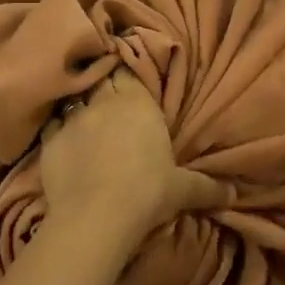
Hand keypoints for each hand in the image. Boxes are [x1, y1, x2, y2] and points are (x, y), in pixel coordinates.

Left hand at [39, 70, 228, 252]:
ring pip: (74, 96)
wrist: (96, 215)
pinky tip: (61, 136)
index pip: (128, 69)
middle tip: (107, 89)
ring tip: (84, 111)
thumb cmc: (147, 193)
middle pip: (101, 77)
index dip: (126, 70)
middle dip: (104, 80)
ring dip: (80, 100)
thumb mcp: (182, 190)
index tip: (127, 72)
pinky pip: (51, 122)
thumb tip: (234, 194)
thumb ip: (207, 187)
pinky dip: (57, 125)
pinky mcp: (50, 139)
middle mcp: (104, 101)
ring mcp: (73, 118)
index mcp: (138, 102)